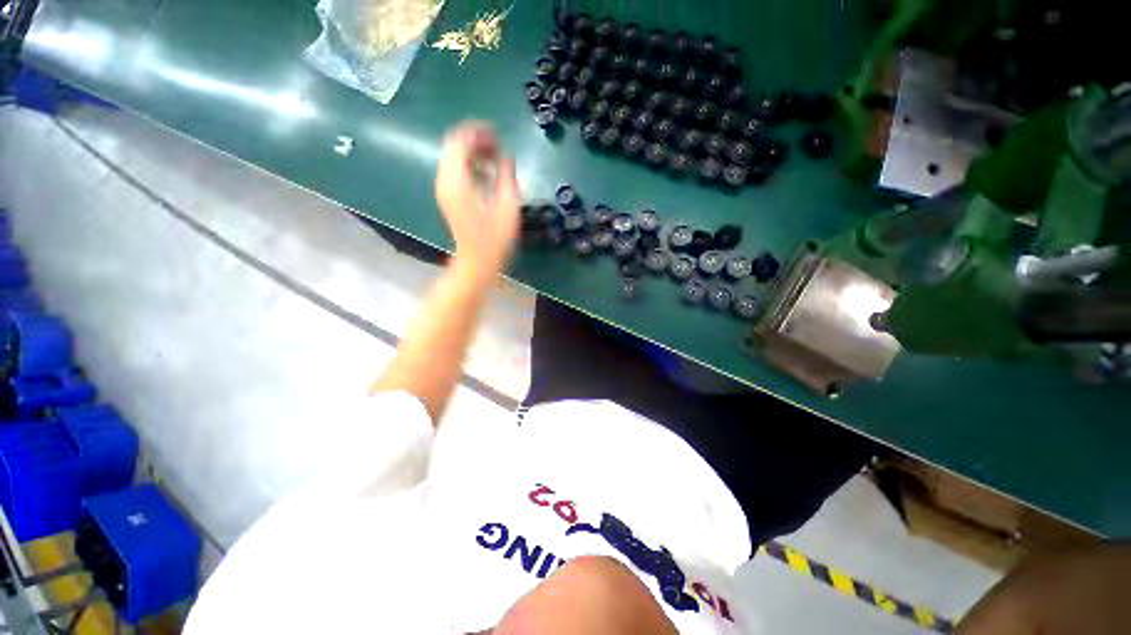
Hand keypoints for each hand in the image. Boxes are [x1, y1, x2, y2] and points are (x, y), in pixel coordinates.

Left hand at [434, 121, 520, 281]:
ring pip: (453, 157)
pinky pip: (454, 170)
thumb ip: (507, 176)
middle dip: (475, 140)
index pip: (459, 140)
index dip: (478, 132)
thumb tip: (507, 156)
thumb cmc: (495, 239)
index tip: (497, 134)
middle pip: (453, 146)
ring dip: (472, 152)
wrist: (476, 263)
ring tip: (495, 158)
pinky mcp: (448, 198)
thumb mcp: (508, 206)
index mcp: (457, 180)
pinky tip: (486, 174)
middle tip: (498, 146)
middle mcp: (445, 180)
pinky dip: (469, 165)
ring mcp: (444, 190)